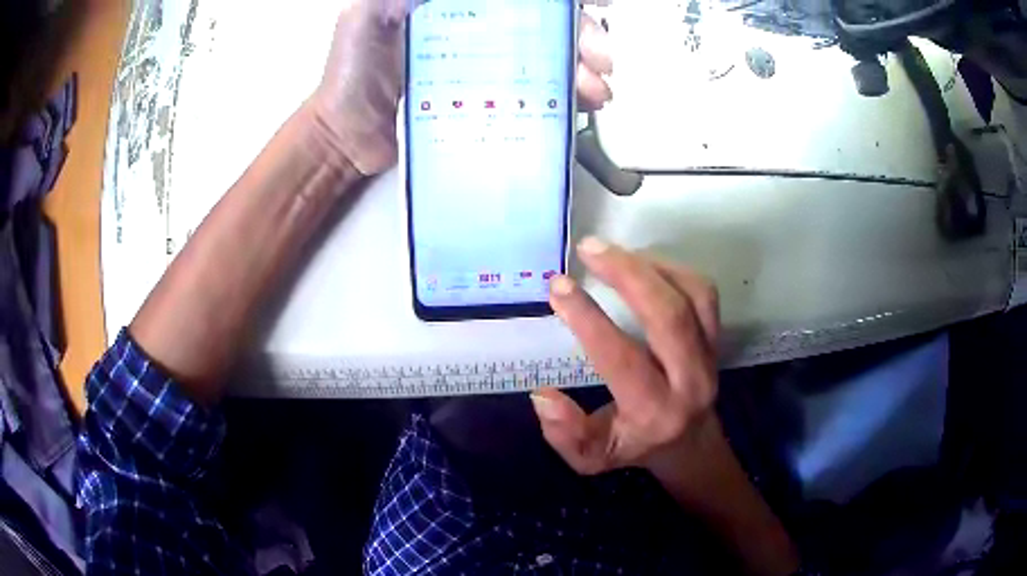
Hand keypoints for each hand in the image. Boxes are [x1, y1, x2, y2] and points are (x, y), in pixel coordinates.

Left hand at [309, 0, 613, 175]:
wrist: (344, 137)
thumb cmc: (349, 75)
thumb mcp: (365, 17)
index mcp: (459, 8)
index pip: (523, 0)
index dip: (563, 4)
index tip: (596, 5)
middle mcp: (480, 32)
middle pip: (546, 25)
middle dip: (584, 36)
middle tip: (601, 58)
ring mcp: (487, 68)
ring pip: (549, 59)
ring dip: (583, 70)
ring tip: (597, 89)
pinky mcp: (488, 103)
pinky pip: (534, 96)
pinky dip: (564, 99)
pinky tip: (581, 104)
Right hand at [531, 237, 721, 475]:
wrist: (690, 443)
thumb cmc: (634, 447)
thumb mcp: (592, 458)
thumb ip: (565, 435)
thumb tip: (542, 396)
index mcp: (654, 412)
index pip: (622, 358)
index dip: (588, 318)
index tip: (558, 286)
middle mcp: (690, 380)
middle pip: (669, 316)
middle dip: (627, 274)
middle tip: (589, 249)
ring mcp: (710, 355)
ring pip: (693, 296)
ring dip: (650, 266)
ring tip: (611, 251)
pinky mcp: (717, 337)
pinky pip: (703, 292)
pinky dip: (672, 269)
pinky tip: (641, 263)